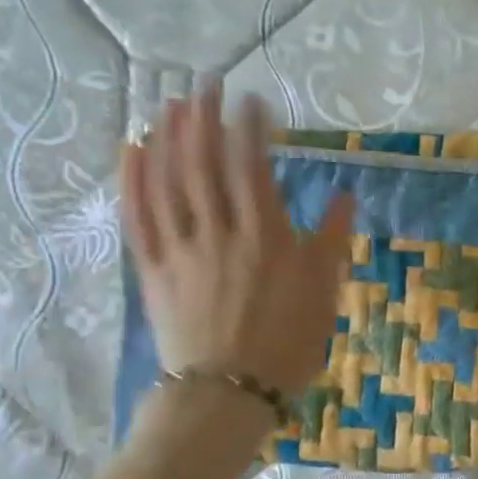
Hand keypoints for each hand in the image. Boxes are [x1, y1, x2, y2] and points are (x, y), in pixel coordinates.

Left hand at [121, 85, 354, 397]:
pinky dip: (133, 181)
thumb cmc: (288, 345)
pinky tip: (133, 150)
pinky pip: (138, 218)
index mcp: (266, 239)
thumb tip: (344, 196)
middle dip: (204, 119)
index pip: (253, 170)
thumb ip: (330, 242)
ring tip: (172, 105)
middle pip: (205, 165)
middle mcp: (220, 234)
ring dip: (169, 138)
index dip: (250, 130)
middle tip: (205, 85)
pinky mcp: (153, 270)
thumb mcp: (324, 295)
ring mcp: (181, 250)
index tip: (251, 101)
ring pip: (169, 183)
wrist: (230, 393)